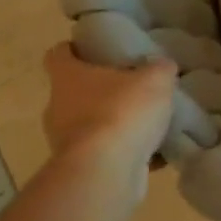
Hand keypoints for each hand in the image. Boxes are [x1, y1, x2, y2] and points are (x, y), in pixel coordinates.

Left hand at [41, 43, 176, 192]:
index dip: (73, 49)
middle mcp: (59, 107)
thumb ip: (160, 69)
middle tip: (132, 87)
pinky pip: (105, 154)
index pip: (58, 54)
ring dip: (114, 124)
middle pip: (75, 91)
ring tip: (147, 124)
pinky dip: (124, 153)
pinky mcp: (80, 168)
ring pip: (90, 125)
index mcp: (68, 77)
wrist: (106, 171)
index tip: (93, 49)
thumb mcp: (155, 80)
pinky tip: (154, 154)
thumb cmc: (122, 112)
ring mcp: (66, 141)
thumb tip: (163, 65)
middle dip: (102, 90)